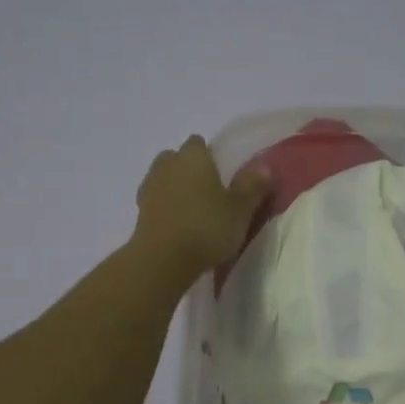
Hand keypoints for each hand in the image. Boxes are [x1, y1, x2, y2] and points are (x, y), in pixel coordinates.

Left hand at [133, 134, 271, 279]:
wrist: (163, 260)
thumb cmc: (207, 227)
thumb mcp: (240, 209)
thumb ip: (252, 186)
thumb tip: (264, 166)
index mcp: (193, 156)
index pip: (199, 143)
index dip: (209, 156)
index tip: (222, 174)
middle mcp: (168, 165)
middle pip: (177, 158)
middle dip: (189, 169)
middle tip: (209, 192)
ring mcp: (149, 187)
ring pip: (164, 178)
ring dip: (175, 188)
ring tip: (194, 210)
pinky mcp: (139, 212)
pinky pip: (156, 201)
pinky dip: (165, 207)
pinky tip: (179, 224)